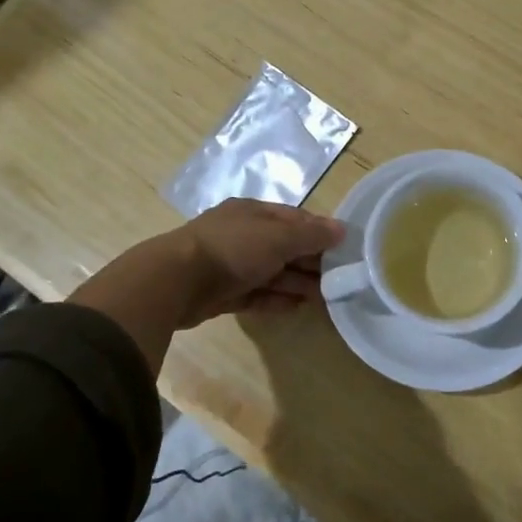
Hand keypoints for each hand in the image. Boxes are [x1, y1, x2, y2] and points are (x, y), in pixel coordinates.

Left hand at [173, 199, 346, 323]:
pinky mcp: (222, 293)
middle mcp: (243, 235)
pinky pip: (257, 295)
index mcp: (253, 213)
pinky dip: (277, 300)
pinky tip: (297, 308)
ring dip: (297, 283)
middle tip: (340, 279)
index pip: (294, 218)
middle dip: (311, 261)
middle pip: (284, 247)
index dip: (320, 232)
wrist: (176, 281)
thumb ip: (311, 235)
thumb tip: (342, 229)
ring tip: (325, 298)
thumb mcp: (278, 237)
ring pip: (272, 272)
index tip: (345, 248)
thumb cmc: (232, 249)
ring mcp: (231, 265)